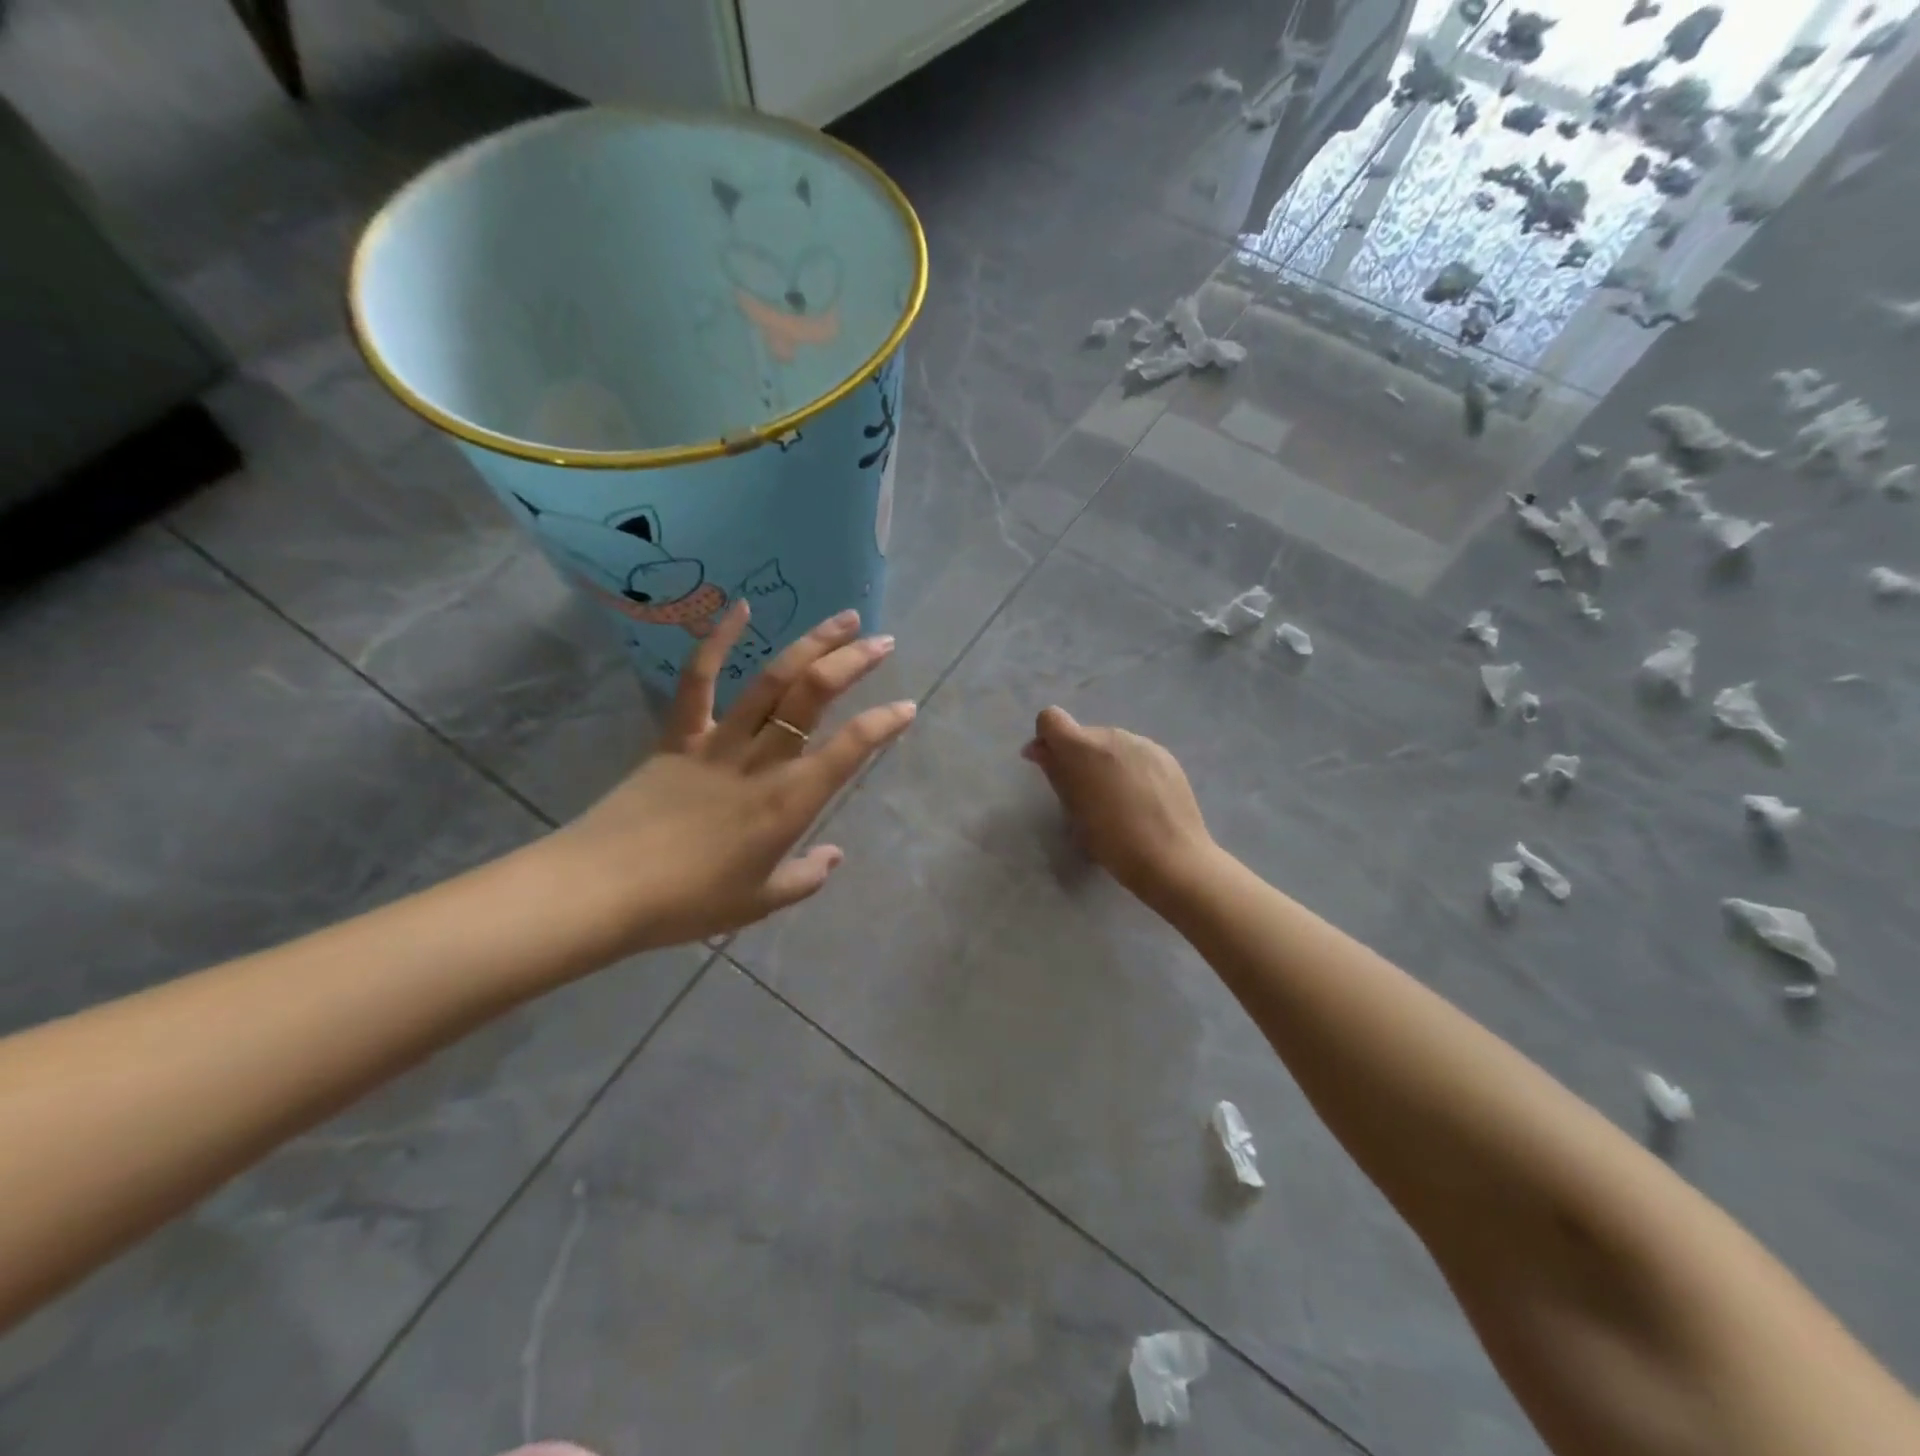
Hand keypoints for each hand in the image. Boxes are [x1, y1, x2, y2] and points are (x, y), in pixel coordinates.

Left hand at [550, 604, 914, 954]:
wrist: (603, 890)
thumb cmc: (688, 903)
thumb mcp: (759, 902)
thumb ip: (805, 878)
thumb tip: (834, 856)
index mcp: (789, 802)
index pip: (850, 749)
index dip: (884, 724)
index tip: (907, 707)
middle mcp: (762, 761)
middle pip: (814, 696)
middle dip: (854, 663)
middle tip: (882, 641)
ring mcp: (718, 742)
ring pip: (772, 681)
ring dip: (811, 644)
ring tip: (843, 619)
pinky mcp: (678, 735)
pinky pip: (698, 681)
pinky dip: (717, 642)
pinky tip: (741, 608)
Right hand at [1022, 706, 1214, 901]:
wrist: (1171, 858)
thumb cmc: (1112, 841)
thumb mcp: (1072, 809)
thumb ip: (1054, 771)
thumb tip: (1039, 750)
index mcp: (1082, 747)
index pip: (1050, 718)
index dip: (1046, 739)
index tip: (1050, 765)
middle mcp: (1112, 735)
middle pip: (1083, 734)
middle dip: (1077, 756)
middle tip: (1083, 793)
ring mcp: (1143, 743)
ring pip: (1111, 744)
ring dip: (1104, 762)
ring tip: (1116, 799)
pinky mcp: (1166, 756)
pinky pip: (1136, 754)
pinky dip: (1129, 769)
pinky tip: (1140, 800)